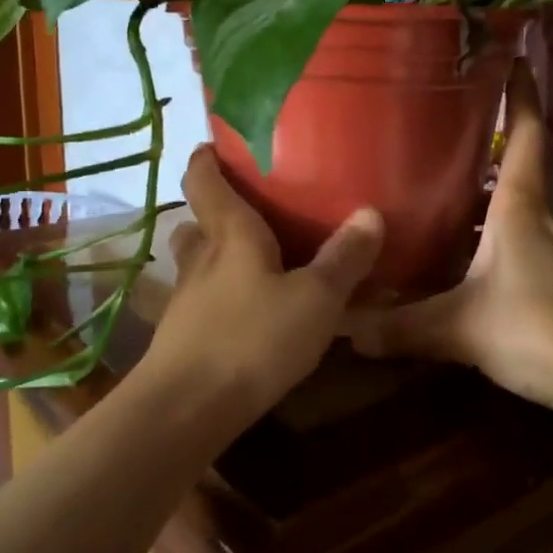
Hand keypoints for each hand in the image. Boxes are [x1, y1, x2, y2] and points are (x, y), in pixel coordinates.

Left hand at [142, 146, 383, 431]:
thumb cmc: (254, 337)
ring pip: (195, 264)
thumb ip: (344, 259)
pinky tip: (246, 315)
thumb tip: (370, 213)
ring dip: (214, 256)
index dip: (206, 158)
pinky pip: (200, 302)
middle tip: (247, 212)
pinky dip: (218, 297)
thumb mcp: (315, 299)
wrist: (189, 408)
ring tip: (250, 263)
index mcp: (230, 234)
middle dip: (213, 212)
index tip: (215, 145)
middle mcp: (201, 259)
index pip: (204, 180)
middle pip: (195, 222)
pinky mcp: (181, 336)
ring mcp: (185, 299)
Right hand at [349, 62, 552, 417]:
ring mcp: (552, 254)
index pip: (527, 136)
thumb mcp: (458, 326)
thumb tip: (343, 330)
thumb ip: (401, 327)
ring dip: (484, 196)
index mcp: (520, 208)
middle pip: (518, 169)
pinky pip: (515, 245)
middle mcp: (540, 221)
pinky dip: (488, 238)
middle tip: (442, 128)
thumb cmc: (534, 328)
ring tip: (436, 187)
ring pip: (515, 210)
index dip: (522, 96)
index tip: (513, 58)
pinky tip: (458, 258)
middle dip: (489, 144)